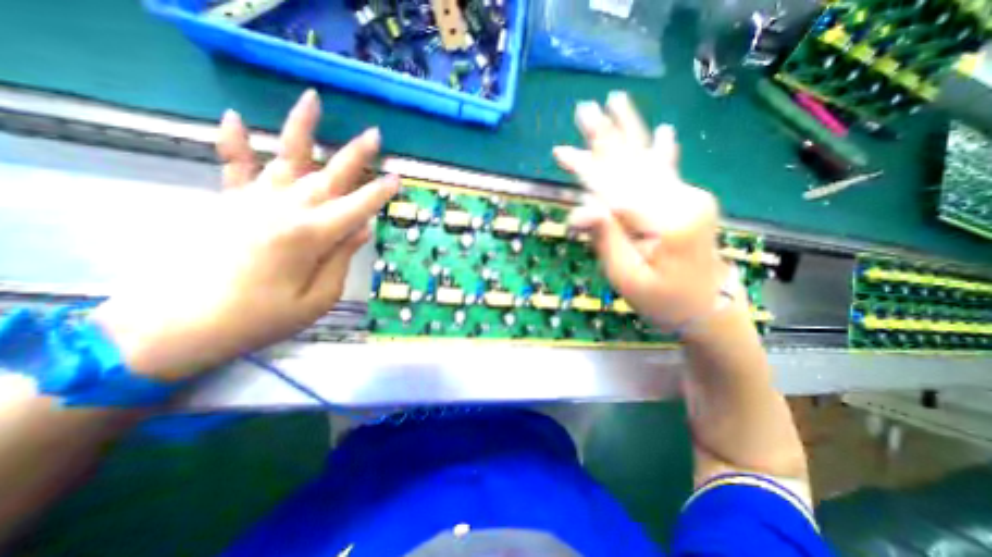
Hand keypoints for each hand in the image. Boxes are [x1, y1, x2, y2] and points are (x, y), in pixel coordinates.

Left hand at [90, 90, 397, 379]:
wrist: (183, 325)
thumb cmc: (263, 317)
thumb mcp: (319, 297)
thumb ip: (342, 258)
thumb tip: (362, 228)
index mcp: (311, 236)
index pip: (356, 207)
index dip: (379, 193)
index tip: (396, 179)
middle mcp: (285, 210)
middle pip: (329, 175)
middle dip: (356, 155)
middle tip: (375, 134)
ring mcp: (254, 201)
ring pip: (284, 157)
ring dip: (301, 128)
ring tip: (313, 100)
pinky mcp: (228, 203)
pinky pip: (232, 166)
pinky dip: (231, 141)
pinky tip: (233, 117)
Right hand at [554, 92, 730, 330]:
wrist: (706, 309)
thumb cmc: (662, 300)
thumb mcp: (627, 278)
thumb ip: (606, 240)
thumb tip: (580, 211)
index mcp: (668, 221)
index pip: (615, 188)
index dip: (585, 171)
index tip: (560, 152)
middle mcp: (683, 199)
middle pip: (633, 164)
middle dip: (605, 138)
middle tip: (585, 109)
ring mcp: (689, 197)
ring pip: (648, 160)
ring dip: (627, 132)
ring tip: (616, 102)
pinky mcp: (688, 202)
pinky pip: (666, 171)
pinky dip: (660, 150)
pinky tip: (664, 130)